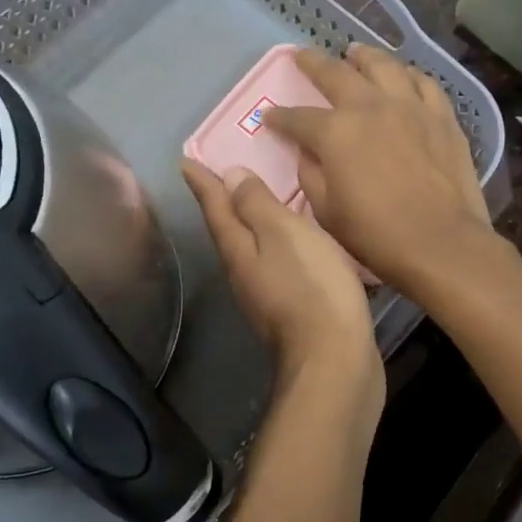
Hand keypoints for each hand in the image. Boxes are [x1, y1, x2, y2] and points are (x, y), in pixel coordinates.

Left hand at [182, 160, 380, 393]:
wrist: (335, 361)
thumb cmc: (310, 287)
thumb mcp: (284, 234)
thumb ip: (257, 204)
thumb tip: (228, 176)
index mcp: (238, 250)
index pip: (215, 207)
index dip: (202, 182)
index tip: (185, 161)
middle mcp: (244, 273)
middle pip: (228, 230)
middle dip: (223, 202)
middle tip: (222, 174)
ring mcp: (265, 295)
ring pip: (252, 248)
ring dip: (251, 223)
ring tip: (260, 201)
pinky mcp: (290, 309)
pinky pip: (277, 264)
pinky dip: (278, 245)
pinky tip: (295, 242)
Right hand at [264, 45, 497, 298]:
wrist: (441, 243)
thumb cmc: (376, 234)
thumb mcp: (326, 210)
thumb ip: (310, 174)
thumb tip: (308, 153)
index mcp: (335, 132)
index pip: (297, 117)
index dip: (279, 117)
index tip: (270, 117)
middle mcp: (370, 106)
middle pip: (336, 73)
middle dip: (313, 63)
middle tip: (301, 55)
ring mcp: (410, 106)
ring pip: (384, 66)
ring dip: (364, 56)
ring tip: (354, 52)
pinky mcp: (442, 116)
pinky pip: (424, 83)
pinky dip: (409, 74)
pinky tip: (403, 75)